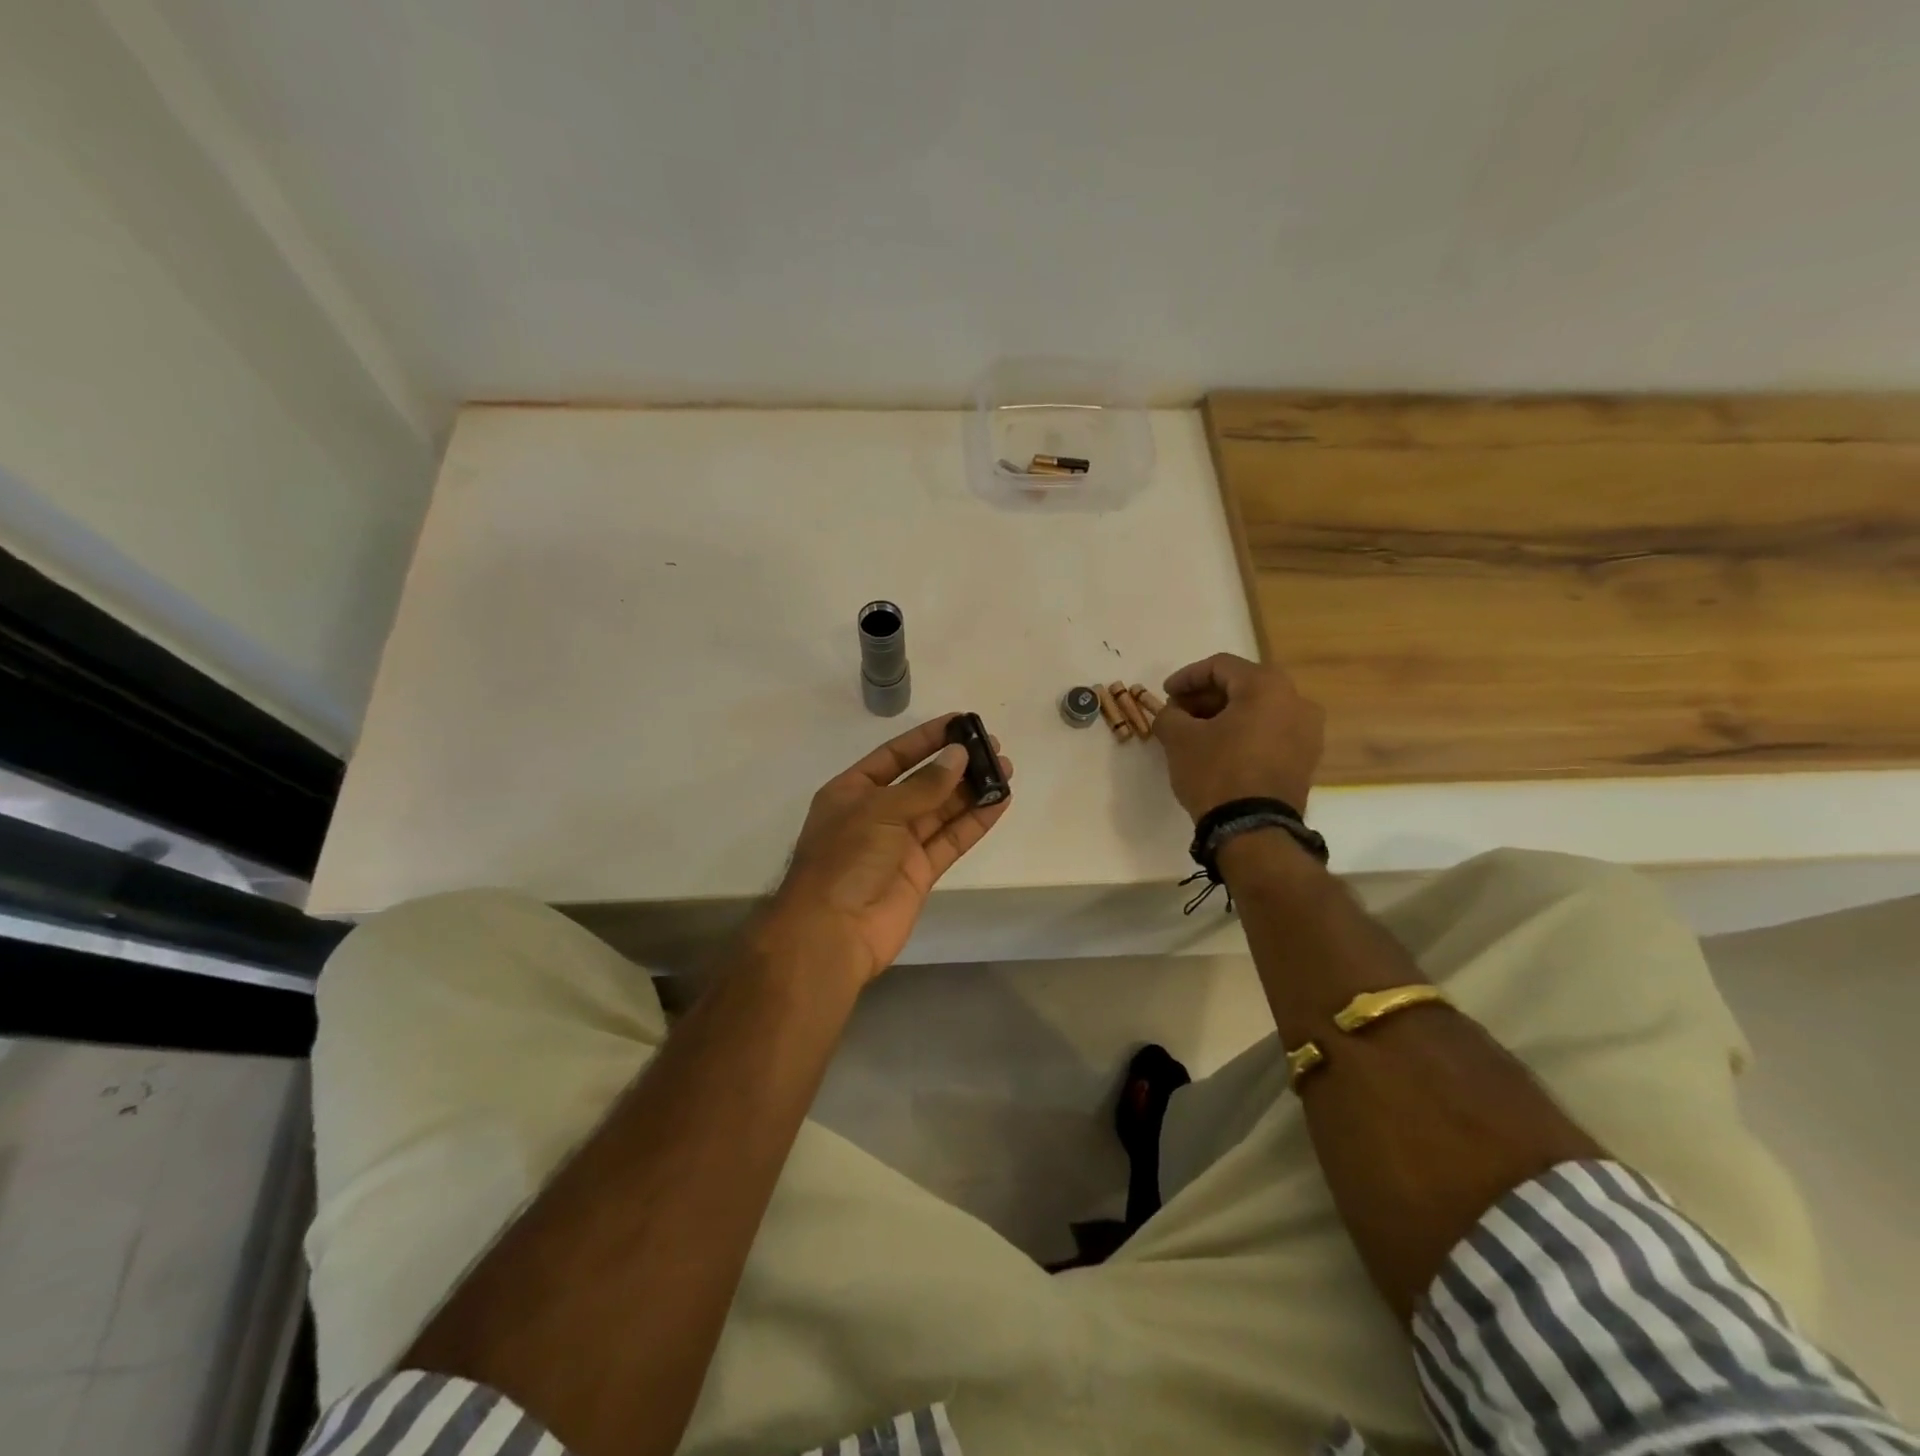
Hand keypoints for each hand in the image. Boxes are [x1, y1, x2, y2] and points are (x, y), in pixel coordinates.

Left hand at [762, 715, 1013, 986]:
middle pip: (923, 782)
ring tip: (1005, 770)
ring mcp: (899, 845)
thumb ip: (923, 785)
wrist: (833, 932)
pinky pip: (951, 840)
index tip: (961, 722)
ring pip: (942, 811)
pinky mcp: (920, 872)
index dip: (927, 739)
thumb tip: (958, 756)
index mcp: (853, 792)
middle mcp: (877, 814)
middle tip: (993, 748)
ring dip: (972, 791)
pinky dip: (974, 822)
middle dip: (956, 765)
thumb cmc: (845, 859)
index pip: (895, 755)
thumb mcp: (880, 810)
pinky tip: (999, 803)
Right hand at [1151, 653, 1324, 821]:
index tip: (1165, 694)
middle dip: (1205, 697)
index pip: (1220, 666)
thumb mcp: (1179, 739)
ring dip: (1224, 715)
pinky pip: (1270, 732)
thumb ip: (1169, 715)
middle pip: (1242, 685)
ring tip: (1195, 732)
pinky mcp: (1306, 758)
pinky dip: (1244, 732)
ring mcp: (1307, 731)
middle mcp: (1296, 700)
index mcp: (1266, 686)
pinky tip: (1219, 748)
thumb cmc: (1216, 773)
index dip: (1186, 677)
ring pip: (1258, 709)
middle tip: (1177, 712)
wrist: (1253, 830)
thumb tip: (1170, 712)